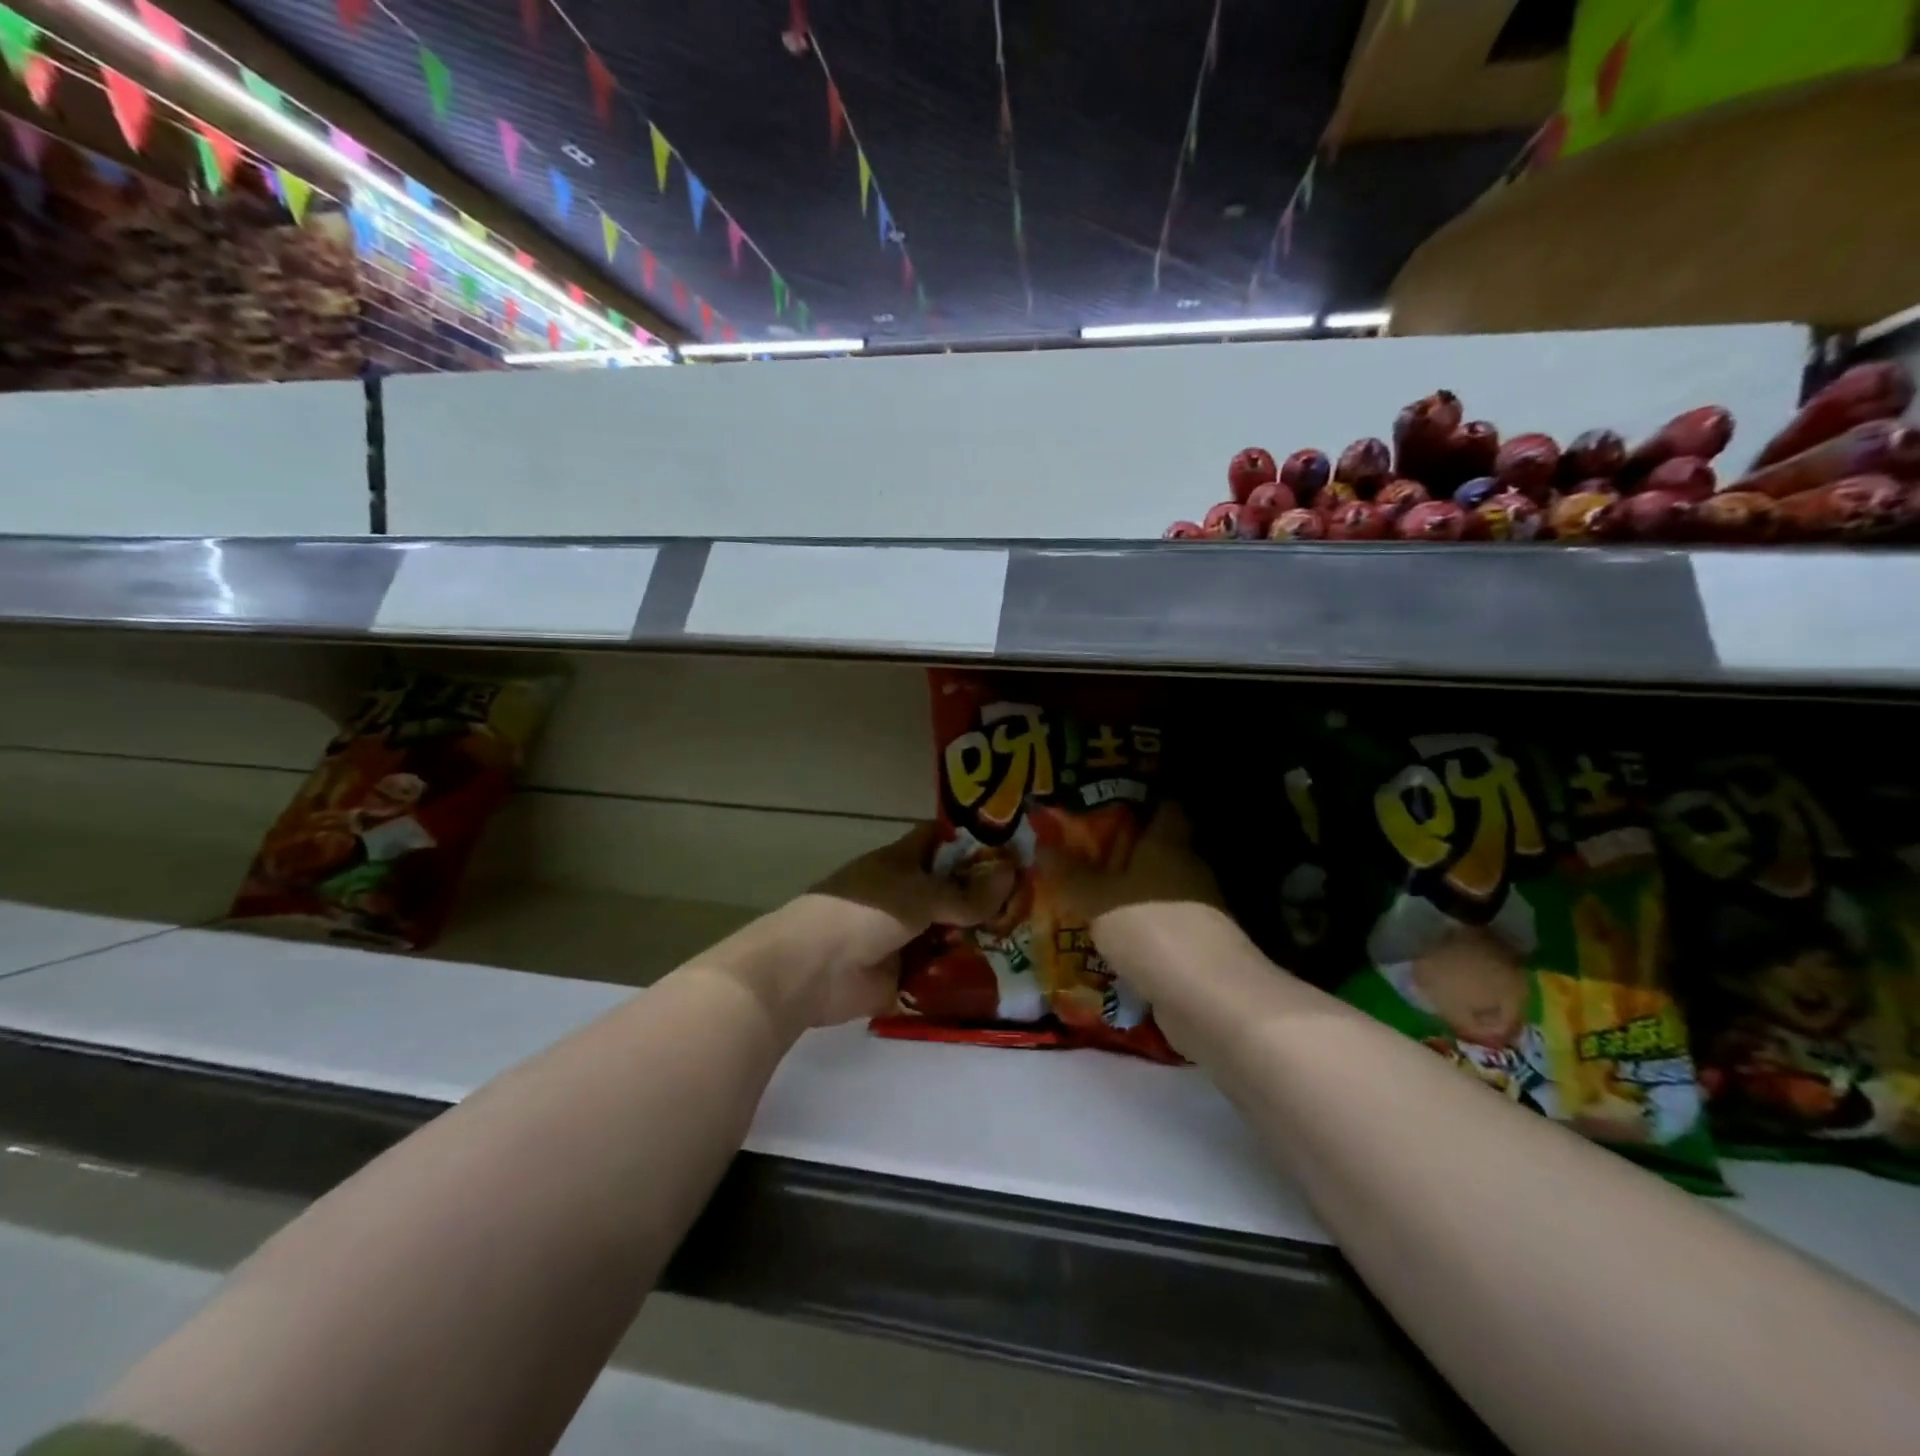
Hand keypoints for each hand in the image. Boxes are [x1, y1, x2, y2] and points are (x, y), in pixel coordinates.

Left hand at [763, 824, 1012, 1029]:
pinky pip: (943, 971)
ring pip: (952, 931)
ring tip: (1034, 939)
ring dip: (983, 937)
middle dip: (989, 895)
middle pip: (953, 890)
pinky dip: (968, 974)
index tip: (1015, 845)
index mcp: (903, 862)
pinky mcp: (906, 974)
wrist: (813, 969)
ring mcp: (906, 935)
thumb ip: (965, 892)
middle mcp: (906, 894)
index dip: (973, 840)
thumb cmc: (864, 913)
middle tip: (1039, 898)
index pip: (941, 840)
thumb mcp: (919, 894)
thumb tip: (1011, 874)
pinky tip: (1010, 976)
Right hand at [1043, 801, 1222, 932]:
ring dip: (1127, 895)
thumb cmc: (1151, 930)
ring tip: (1083, 894)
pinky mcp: (1194, 949)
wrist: (1209, 1001)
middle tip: (1078, 849)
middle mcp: (1187, 870)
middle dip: (1121, 851)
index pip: (1163, 805)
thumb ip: (1070, 874)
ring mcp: (1196, 911)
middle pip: (1155, 850)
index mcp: (1169, 844)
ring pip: (1155, 892)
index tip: (1103, 798)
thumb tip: (1043, 843)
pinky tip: (1106, 938)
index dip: (1136, 799)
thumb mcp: (1097, 899)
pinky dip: (1136, 931)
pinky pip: (1157, 929)